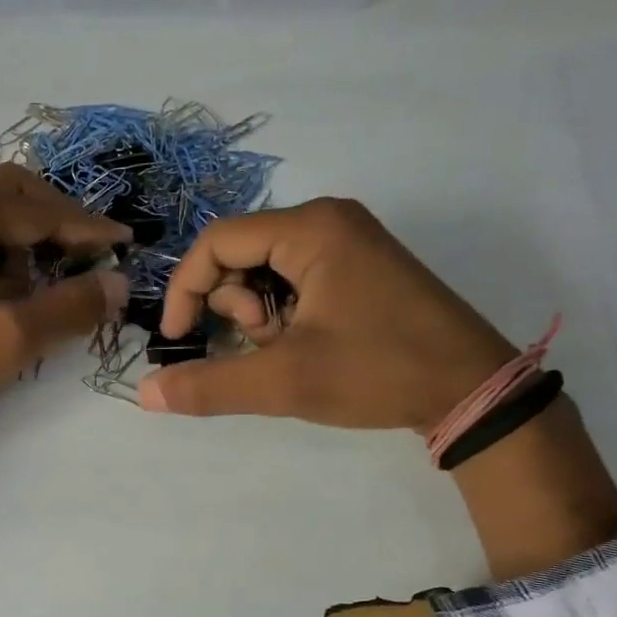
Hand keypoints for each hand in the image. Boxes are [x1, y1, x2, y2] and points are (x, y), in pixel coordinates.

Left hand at [0, 165, 128, 552]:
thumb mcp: (7, 341)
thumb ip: (68, 307)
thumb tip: (118, 284)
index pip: (34, 209)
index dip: (85, 227)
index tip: (126, 244)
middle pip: (7, 192)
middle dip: (54, 220)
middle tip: (91, 253)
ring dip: (24, 237)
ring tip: (48, 282)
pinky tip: (8, 290)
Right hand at [140, 198, 516, 431]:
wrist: (472, 390)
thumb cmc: (377, 372)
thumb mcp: (285, 381)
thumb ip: (209, 385)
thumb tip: (144, 394)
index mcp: (311, 229)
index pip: (217, 241)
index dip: (185, 290)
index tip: (179, 340)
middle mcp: (328, 222)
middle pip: (240, 255)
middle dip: (235, 308)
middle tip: (261, 347)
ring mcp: (347, 243)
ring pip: (265, 272)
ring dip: (259, 317)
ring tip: (289, 352)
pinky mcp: (358, 269)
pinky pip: (294, 282)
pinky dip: (283, 317)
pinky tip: (306, 347)